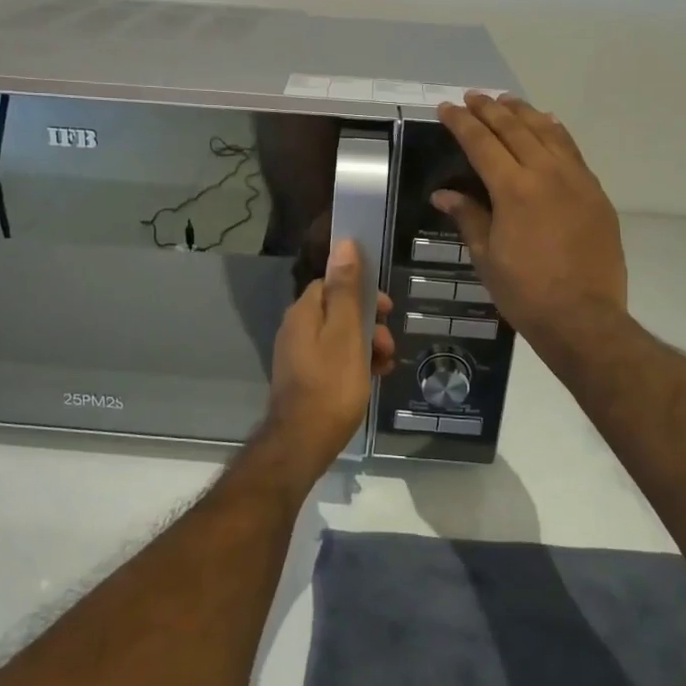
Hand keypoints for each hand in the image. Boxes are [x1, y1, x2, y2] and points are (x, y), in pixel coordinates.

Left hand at [258, 240, 395, 477]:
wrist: (302, 442)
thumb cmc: (331, 385)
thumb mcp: (346, 333)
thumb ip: (346, 289)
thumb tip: (344, 242)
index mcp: (304, 312)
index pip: (332, 283)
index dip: (362, 291)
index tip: (387, 309)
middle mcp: (296, 328)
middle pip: (338, 310)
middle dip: (369, 322)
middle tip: (389, 344)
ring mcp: (298, 355)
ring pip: (339, 337)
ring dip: (366, 344)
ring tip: (386, 364)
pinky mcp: (304, 378)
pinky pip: (334, 359)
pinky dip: (355, 363)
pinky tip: (372, 378)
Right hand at [434, 94, 628, 360]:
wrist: (584, 317)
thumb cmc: (525, 292)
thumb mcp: (487, 257)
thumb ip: (468, 217)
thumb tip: (444, 193)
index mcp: (514, 189)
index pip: (482, 143)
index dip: (462, 123)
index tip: (447, 107)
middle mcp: (547, 174)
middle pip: (515, 129)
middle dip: (490, 109)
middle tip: (473, 96)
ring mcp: (577, 180)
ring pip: (548, 132)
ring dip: (524, 113)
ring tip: (507, 100)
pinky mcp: (596, 193)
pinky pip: (573, 150)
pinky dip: (556, 132)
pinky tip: (549, 124)